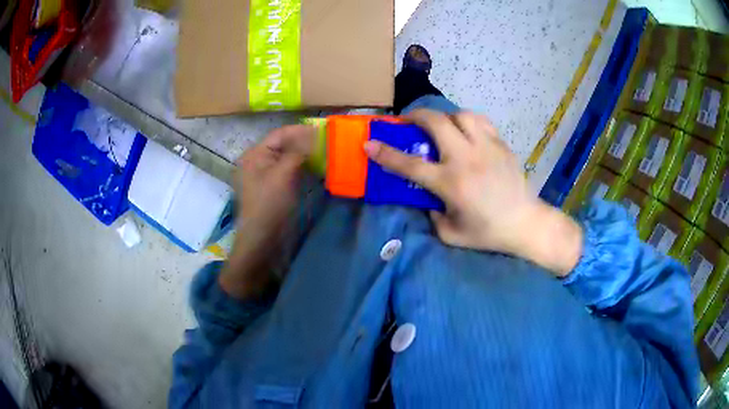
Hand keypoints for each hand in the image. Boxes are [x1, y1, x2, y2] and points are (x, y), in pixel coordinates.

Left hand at [219, 125, 314, 297]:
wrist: (262, 240)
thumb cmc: (270, 205)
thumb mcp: (283, 174)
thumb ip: (298, 151)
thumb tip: (315, 135)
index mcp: (255, 154)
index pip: (280, 134)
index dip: (302, 131)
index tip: (325, 130)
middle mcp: (258, 161)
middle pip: (284, 145)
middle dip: (306, 142)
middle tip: (329, 142)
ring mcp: (266, 176)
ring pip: (288, 158)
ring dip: (306, 155)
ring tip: (327, 153)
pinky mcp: (275, 188)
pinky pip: (290, 172)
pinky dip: (303, 168)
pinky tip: (318, 168)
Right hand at [364, 109, 581, 276]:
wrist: (525, 223)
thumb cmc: (488, 232)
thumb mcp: (451, 234)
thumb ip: (431, 214)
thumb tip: (426, 196)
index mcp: (451, 183)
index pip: (410, 164)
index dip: (385, 153)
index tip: (369, 143)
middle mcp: (466, 159)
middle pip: (435, 123)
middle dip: (415, 115)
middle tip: (408, 121)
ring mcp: (486, 147)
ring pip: (461, 115)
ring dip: (445, 117)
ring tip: (441, 125)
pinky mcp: (501, 144)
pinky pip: (481, 121)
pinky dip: (467, 121)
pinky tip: (466, 131)